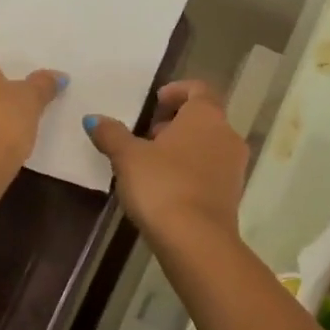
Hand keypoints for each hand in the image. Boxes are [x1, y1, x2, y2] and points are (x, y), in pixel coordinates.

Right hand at [83, 81, 248, 244]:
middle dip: (176, 123)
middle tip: (147, 135)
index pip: (198, 89)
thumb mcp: (127, 157)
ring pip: (208, 145)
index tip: (155, 102)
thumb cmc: (162, 185)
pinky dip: (192, 171)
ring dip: (184, 148)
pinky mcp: (233, 195)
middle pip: (204, 118)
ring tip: (153, 164)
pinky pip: (211, 171)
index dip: (177, 91)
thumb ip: (111, 134)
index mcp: (206, 116)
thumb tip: (94, 119)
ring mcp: (235, 166)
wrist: (196, 240)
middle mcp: (227, 135)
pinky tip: (167, 188)